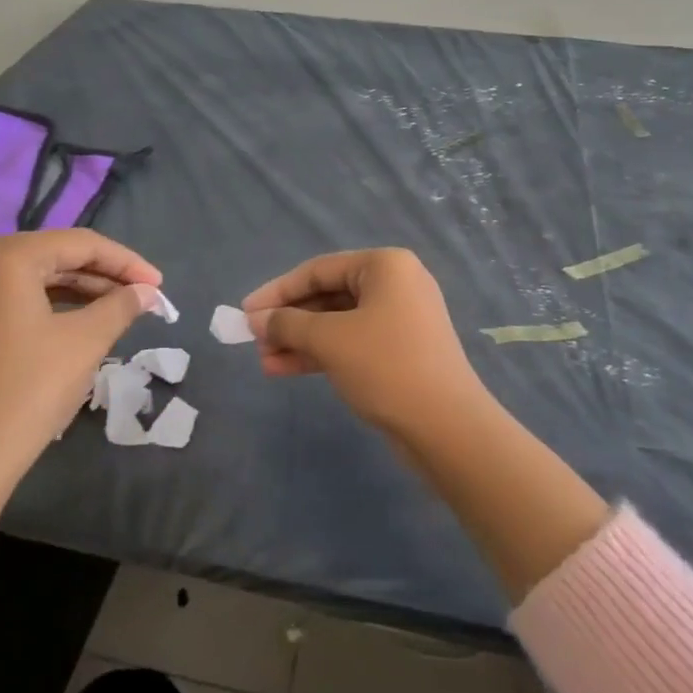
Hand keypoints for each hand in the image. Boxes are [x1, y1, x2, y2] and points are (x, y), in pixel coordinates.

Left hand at [0, 230, 166, 475]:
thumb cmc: (30, 388)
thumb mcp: (86, 341)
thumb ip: (121, 306)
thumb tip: (146, 292)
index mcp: (8, 256)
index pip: (81, 244)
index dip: (126, 263)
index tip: (159, 285)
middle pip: (57, 256)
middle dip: (105, 275)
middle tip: (144, 297)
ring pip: (38, 277)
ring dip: (82, 290)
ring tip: (121, 310)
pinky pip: (18, 298)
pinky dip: (54, 305)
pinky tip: (83, 322)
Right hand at [241, 248, 480, 432]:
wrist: (447, 426)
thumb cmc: (386, 366)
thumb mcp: (330, 340)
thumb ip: (288, 324)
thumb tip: (257, 320)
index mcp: (385, 266)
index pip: (318, 270)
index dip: (277, 291)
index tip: (245, 312)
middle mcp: (395, 285)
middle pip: (328, 295)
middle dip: (289, 319)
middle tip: (253, 340)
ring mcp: (400, 319)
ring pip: (337, 323)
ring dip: (300, 340)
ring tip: (264, 361)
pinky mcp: (400, 351)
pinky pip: (351, 343)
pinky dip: (321, 354)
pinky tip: (286, 369)